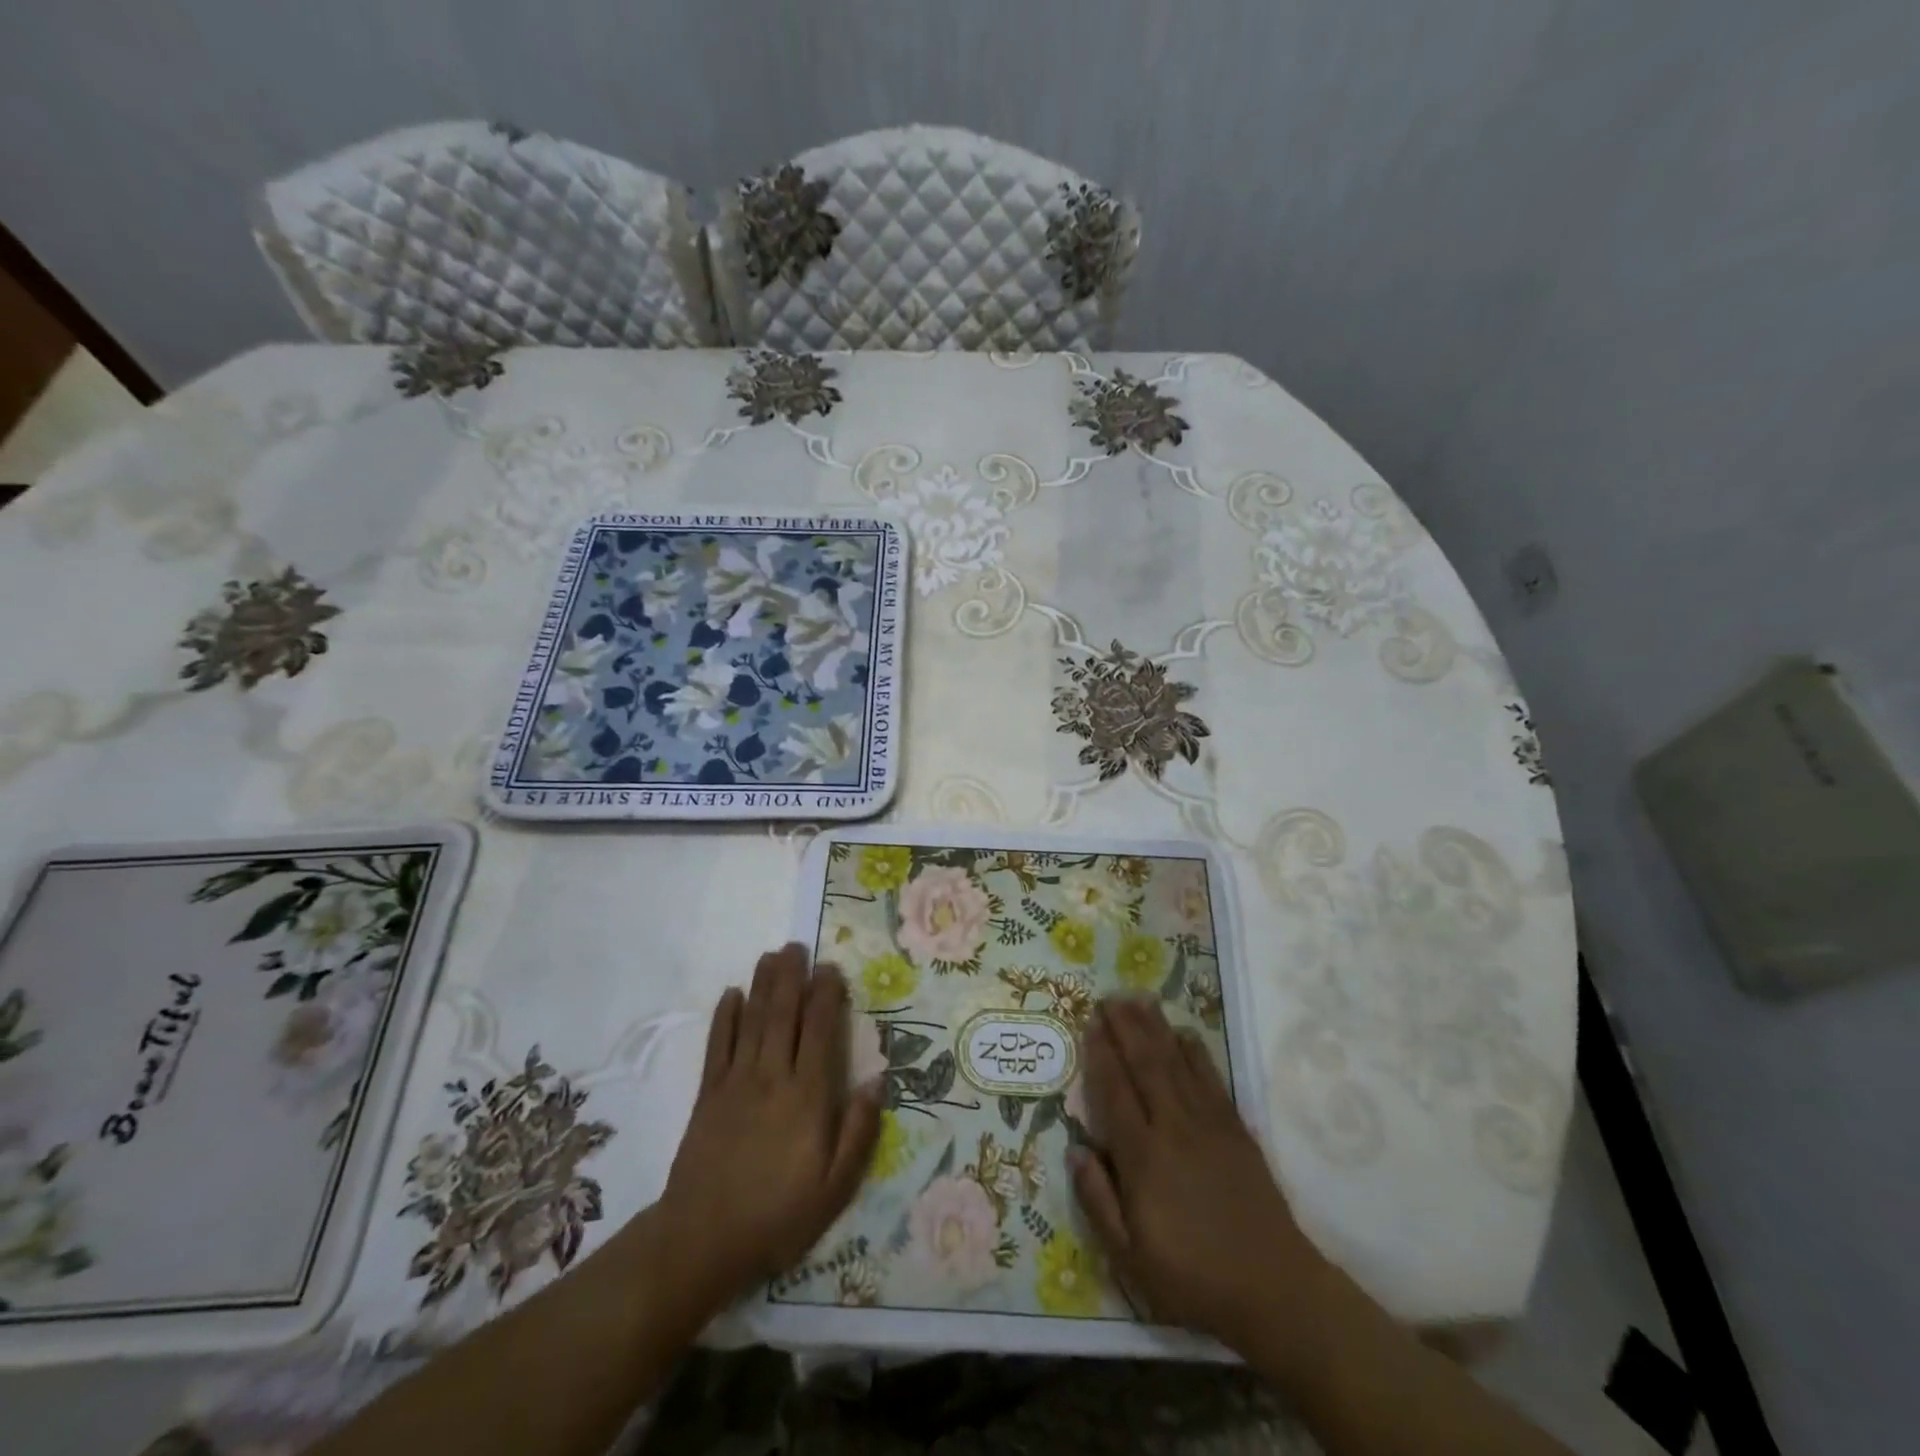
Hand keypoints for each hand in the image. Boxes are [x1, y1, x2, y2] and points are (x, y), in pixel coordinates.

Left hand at [655, 944, 880, 1314]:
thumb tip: (878, 1080)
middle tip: (797, 946)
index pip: (821, 1031)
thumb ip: (859, 1131)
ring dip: (762, 985)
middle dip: (792, 977)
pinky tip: (731, 994)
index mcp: (809, 1096)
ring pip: (753, 1020)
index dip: (827, 996)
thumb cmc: (779, 1215)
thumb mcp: (835, 1187)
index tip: (831, 969)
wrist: (703, 1240)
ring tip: (771, 955)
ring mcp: (737, 1082)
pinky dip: (725, 1016)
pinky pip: (718, 1045)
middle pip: (784, 1014)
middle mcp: (773, 1076)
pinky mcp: (709, 1094)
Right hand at [1069, 997, 1325, 1354]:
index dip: (1100, 1055)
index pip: (1114, 1093)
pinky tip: (1185, 1034)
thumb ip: (1098, 1201)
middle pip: (1145, 1065)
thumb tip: (1075, 1149)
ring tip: (1140, 998)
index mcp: (1143, 1158)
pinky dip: (1196, 1052)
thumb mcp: (1130, 1258)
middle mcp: (1173, 1128)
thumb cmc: (1192, 1277)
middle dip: (1126, 1027)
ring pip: (1177, 1063)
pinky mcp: (1236, 1129)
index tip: (1090, 1023)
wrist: (1274, 1289)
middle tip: (1110, 996)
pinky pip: (1212, 1079)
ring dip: (1156, 1028)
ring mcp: (1208, 1125)